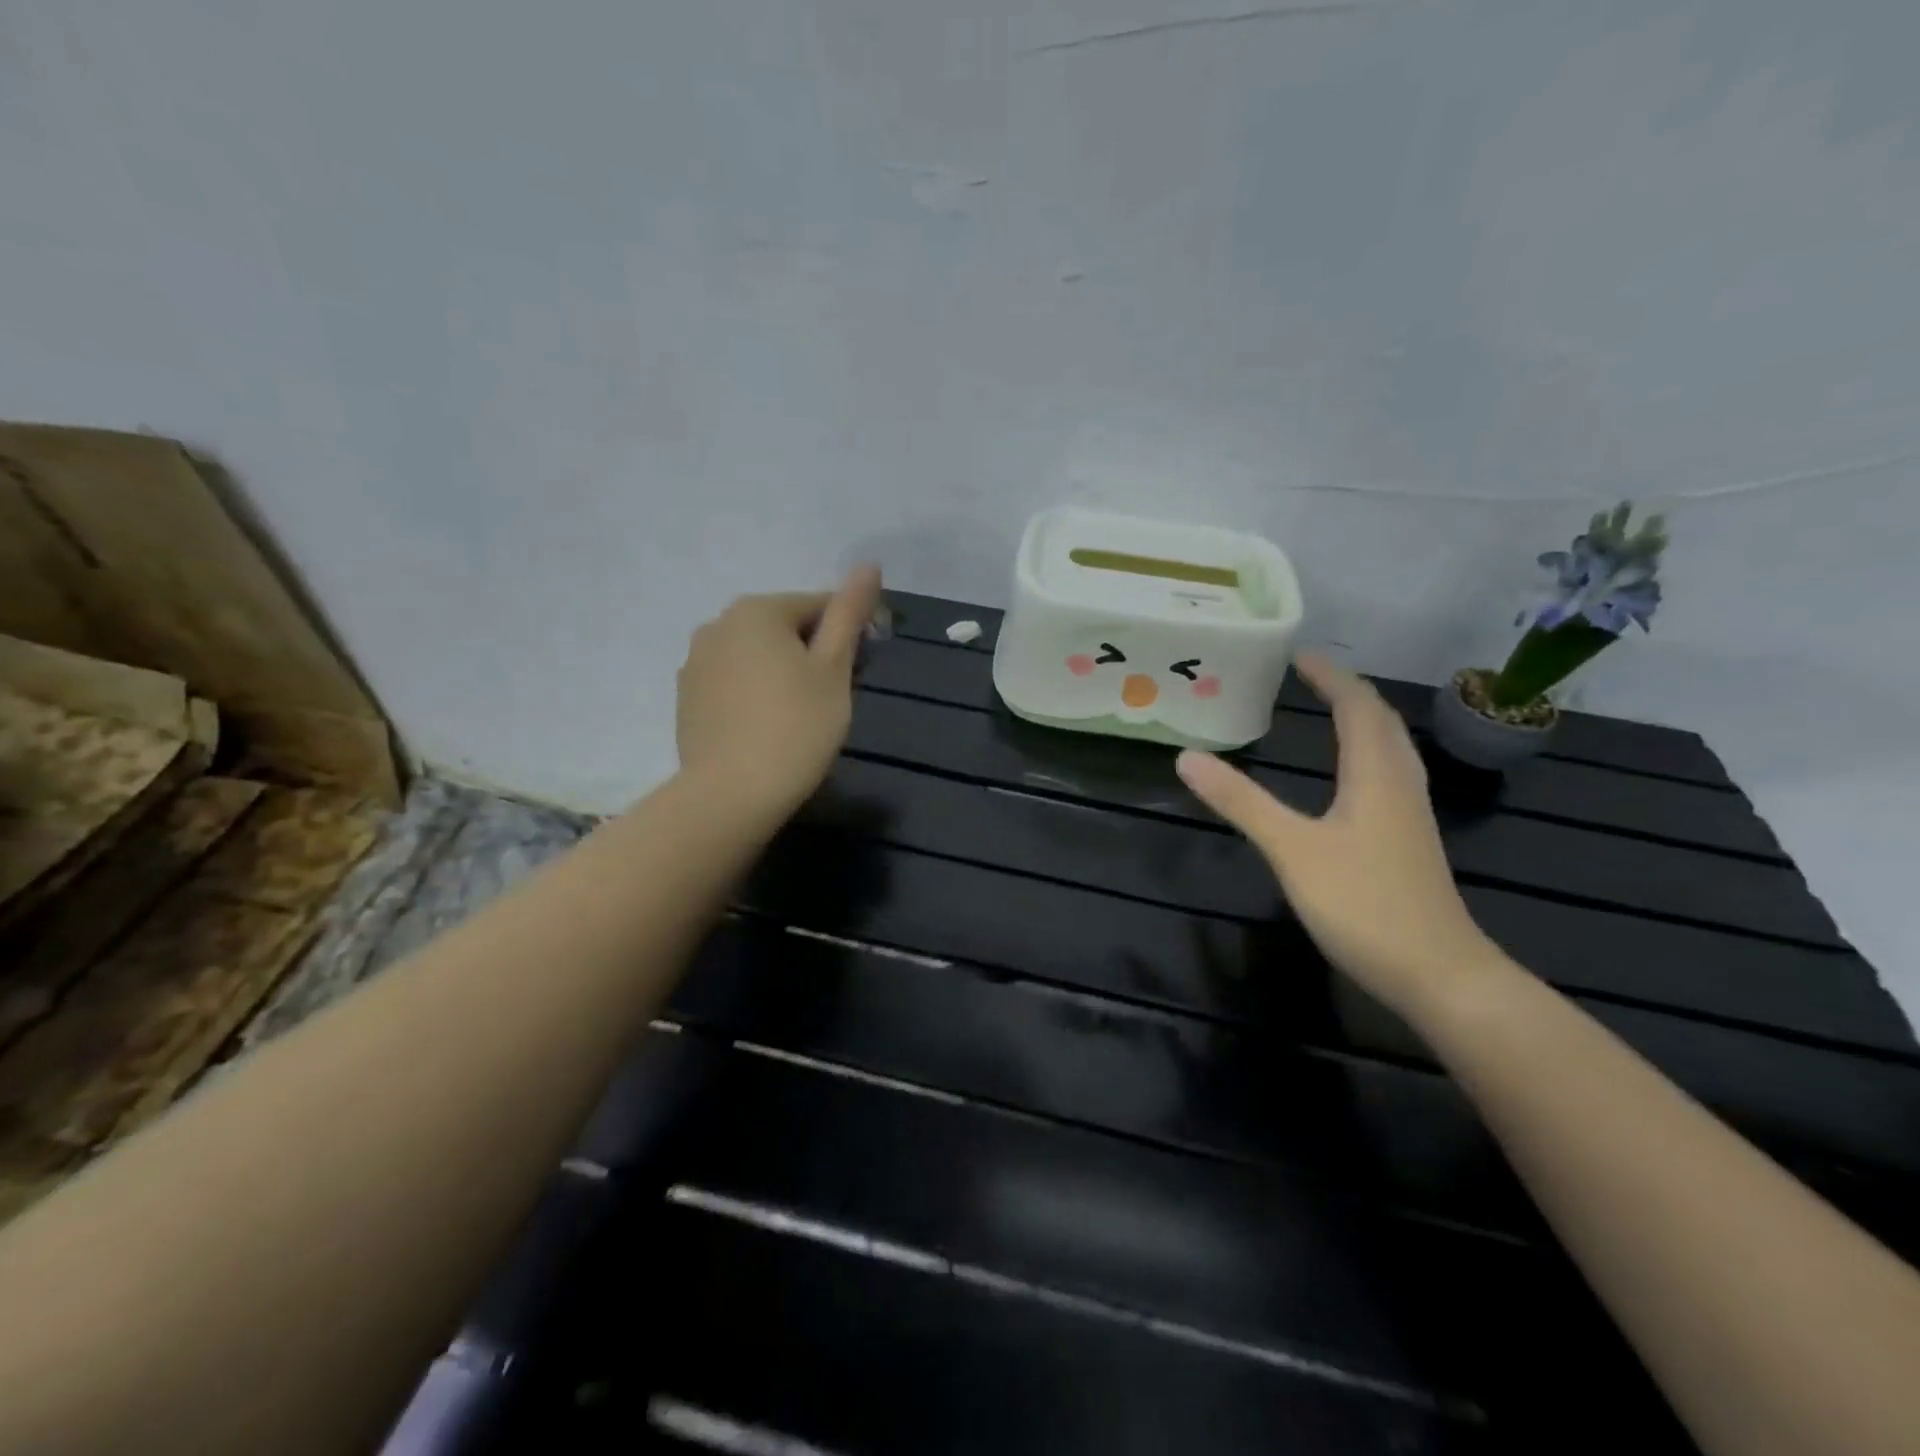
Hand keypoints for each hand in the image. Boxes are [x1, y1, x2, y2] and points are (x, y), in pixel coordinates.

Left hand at [676, 565, 882, 816]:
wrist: (732, 794)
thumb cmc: (797, 726)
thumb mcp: (834, 668)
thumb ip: (849, 613)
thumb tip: (868, 564)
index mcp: (757, 610)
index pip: (818, 606)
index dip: (848, 634)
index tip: (860, 670)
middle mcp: (717, 624)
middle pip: (783, 628)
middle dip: (811, 653)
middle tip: (831, 698)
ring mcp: (696, 662)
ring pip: (755, 656)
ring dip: (781, 673)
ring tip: (798, 716)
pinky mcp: (686, 698)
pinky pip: (732, 682)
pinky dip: (753, 694)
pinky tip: (766, 727)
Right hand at [1176, 653, 1499, 1019]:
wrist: (1439, 974)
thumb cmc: (1364, 904)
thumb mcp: (1291, 849)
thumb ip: (1241, 802)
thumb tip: (1187, 757)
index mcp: (1375, 775)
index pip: (1357, 707)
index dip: (1330, 678)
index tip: (1299, 655)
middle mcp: (1399, 784)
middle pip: (1381, 722)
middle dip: (1348, 691)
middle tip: (1310, 676)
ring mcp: (1410, 815)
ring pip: (1391, 748)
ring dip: (1363, 719)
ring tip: (1331, 709)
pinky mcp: (1409, 841)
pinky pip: (1390, 774)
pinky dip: (1367, 752)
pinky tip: (1352, 775)